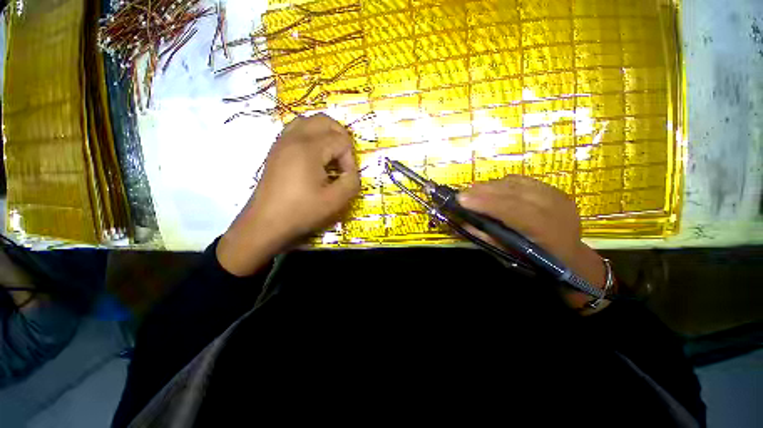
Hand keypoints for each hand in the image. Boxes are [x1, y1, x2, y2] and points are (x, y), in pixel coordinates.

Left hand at [218, 114, 359, 275]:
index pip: (341, 141)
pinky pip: (296, 130)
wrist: (266, 223)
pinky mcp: (276, 150)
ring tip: (331, 155)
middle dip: (341, 137)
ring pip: (308, 121)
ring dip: (325, 134)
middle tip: (344, 159)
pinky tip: (314, 157)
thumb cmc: (301, 211)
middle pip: (325, 121)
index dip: (349, 159)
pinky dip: (311, 136)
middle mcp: (294, 138)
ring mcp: (282, 142)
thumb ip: (352, 181)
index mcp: (309, 148)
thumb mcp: (336, 201)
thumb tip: (351, 171)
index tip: (345, 177)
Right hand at [457, 175, 608, 311]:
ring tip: (473, 192)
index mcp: (547, 231)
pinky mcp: (553, 189)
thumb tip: (463, 220)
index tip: (461, 200)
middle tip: (462, 194)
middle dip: (483, 191)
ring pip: (517, 183)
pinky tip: (492, 189)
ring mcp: (556, 195)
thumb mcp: (509, 255)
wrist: (572, 257)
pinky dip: (503, 183)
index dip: (486, 203)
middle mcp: (555, 208)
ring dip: (491, 186)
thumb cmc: (536, 262)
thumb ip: (485, 236)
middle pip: (514, 192)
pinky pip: (522, 180)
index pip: (513, 210)